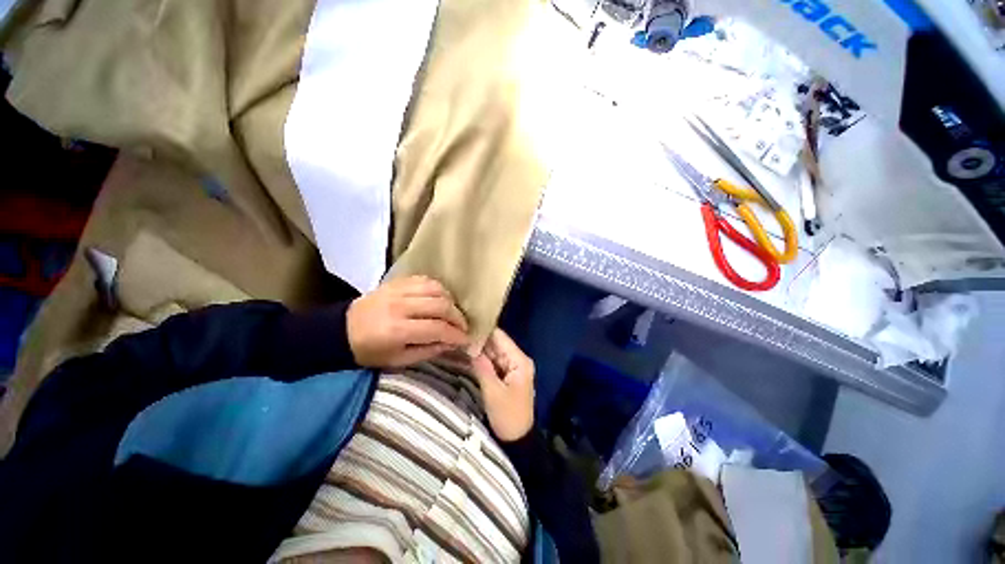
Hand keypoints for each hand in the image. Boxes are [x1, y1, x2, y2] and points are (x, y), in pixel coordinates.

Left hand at [347, 276, 468, 367]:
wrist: (341, 331)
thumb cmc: (369, 351)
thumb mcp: (398, 360)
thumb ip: (428, 351)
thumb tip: (452, 343)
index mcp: (397, 330)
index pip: (437, 328)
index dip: (456, 335)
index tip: (466, 339)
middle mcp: (400, 306)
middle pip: (441, 305)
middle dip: (458, 317)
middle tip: (462, 327)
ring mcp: (397, 290)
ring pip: (436, 289)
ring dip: (450, 301)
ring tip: (452, 312)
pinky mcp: (396, 282)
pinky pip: (425, 279)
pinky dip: (438, 288)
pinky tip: (440, 298)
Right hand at [471, 329, 534, 441]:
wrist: (517, 440)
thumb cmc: (508, 416)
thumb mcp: (493, 392)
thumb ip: (482, 367)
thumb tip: (470, 346)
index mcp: (519, 360)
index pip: (501, 338)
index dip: (484, 330)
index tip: (466, 324)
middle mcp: (517, 360)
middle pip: (497, 344)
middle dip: (479, 339)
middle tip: (459, 331)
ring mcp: (512, 367)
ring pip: (493, 352)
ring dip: (479, 348)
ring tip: (460, 339)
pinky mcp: (506, 375)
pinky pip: (493, 362)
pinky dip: (482, 359)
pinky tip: (468, 353)